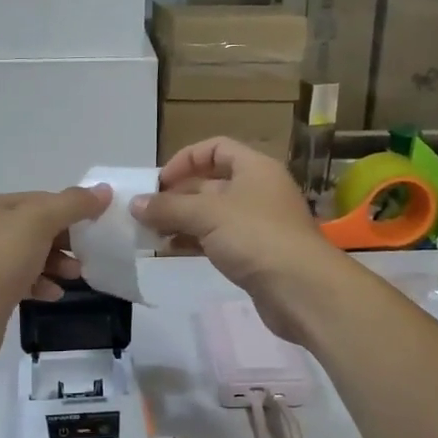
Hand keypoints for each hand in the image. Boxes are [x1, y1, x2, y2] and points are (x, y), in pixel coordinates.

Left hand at [0, 186, 111, 373]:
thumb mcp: (38, 221)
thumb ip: (72, 204)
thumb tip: (103, 191)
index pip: (40, 200)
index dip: (70, 208)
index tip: (97, 223)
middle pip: (36, 229)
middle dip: (65, 239)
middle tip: (89, 253)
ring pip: (31, 257)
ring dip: (57, 263)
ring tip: (75, 276)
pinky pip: (23, 283)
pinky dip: (42, 285)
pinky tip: (54, 295)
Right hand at [131, 138, 353, 343]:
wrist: (302, 290)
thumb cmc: (256, 237)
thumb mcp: (207, 214)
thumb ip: (168, 207)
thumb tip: (135, 204)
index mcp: (254, 168)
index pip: (216, 148)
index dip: (186, 159)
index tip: (159, 182)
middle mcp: (258, 190)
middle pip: (211, 182)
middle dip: (178, 194)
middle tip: (146, 211)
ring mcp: (259, 223)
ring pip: (213, 213)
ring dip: (182, 219)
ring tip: (151, 232)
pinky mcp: (256, 253)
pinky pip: (219, 238)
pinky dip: (195, 240)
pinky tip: (171, 250)